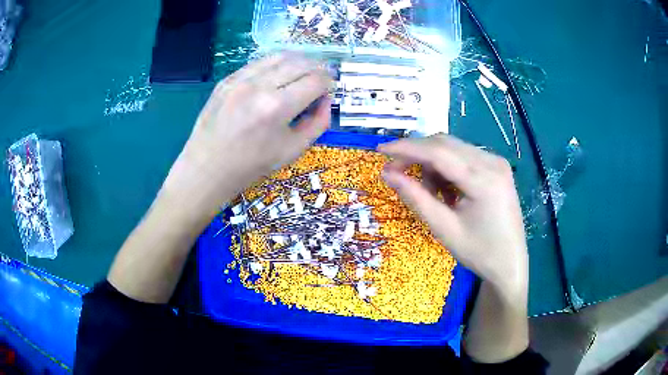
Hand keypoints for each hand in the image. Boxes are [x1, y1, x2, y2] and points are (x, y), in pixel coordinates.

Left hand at [163, 53, 331, 216]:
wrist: (207, 168)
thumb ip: (317, 123)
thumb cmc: (251, 165)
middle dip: (318, 69)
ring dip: (298, 62)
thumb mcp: (292, 150)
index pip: (316, 81)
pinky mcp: (227, 79)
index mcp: (277, 107)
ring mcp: (239, 79)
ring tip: (302, 74)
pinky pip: (259, 63)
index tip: (329, 91)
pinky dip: (275, 66)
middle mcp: (259, 85)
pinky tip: (277, 77)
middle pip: (301, 63)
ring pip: (280, 56)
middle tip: (320, 80)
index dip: (329, 84)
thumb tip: (325, 99)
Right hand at [378, 134, 527, 292]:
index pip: (438, 152)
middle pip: (445, 144)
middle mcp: (492, 162)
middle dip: (417, 154)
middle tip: (395, 172)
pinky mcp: (497, 167)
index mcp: (484, 179)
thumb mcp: (444, 228)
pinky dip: (447, 168)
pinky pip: (464, 157)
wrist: (510, 264)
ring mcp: (497, 162)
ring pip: (453, 149)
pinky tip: (446, 190)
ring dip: (432, 163)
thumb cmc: (479, 252)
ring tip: (428, 192)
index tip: (380, 150)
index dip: (406, 148)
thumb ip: (416, 197)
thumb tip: (387, 173)